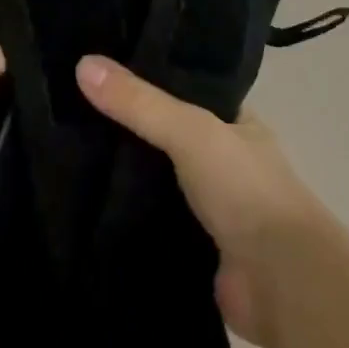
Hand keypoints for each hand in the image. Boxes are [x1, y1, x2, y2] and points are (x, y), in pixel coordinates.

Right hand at [77, 55, 325, 347]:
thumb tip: (82, 63)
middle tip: (71, 107)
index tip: (99, 65)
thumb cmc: (245, 189)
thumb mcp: (190, 130)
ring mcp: (210, 206)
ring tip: (66, 148)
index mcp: (234, 121)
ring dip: (125, 173)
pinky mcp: (195, 247)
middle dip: (127, 126)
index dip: (146, 75)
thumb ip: (139, 103)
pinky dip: (127, 214)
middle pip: (165, 133)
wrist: (282, 284)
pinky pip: (152, 221)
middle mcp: (223, 159)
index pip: (184, 86)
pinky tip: (86, 202)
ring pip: (156, 178)